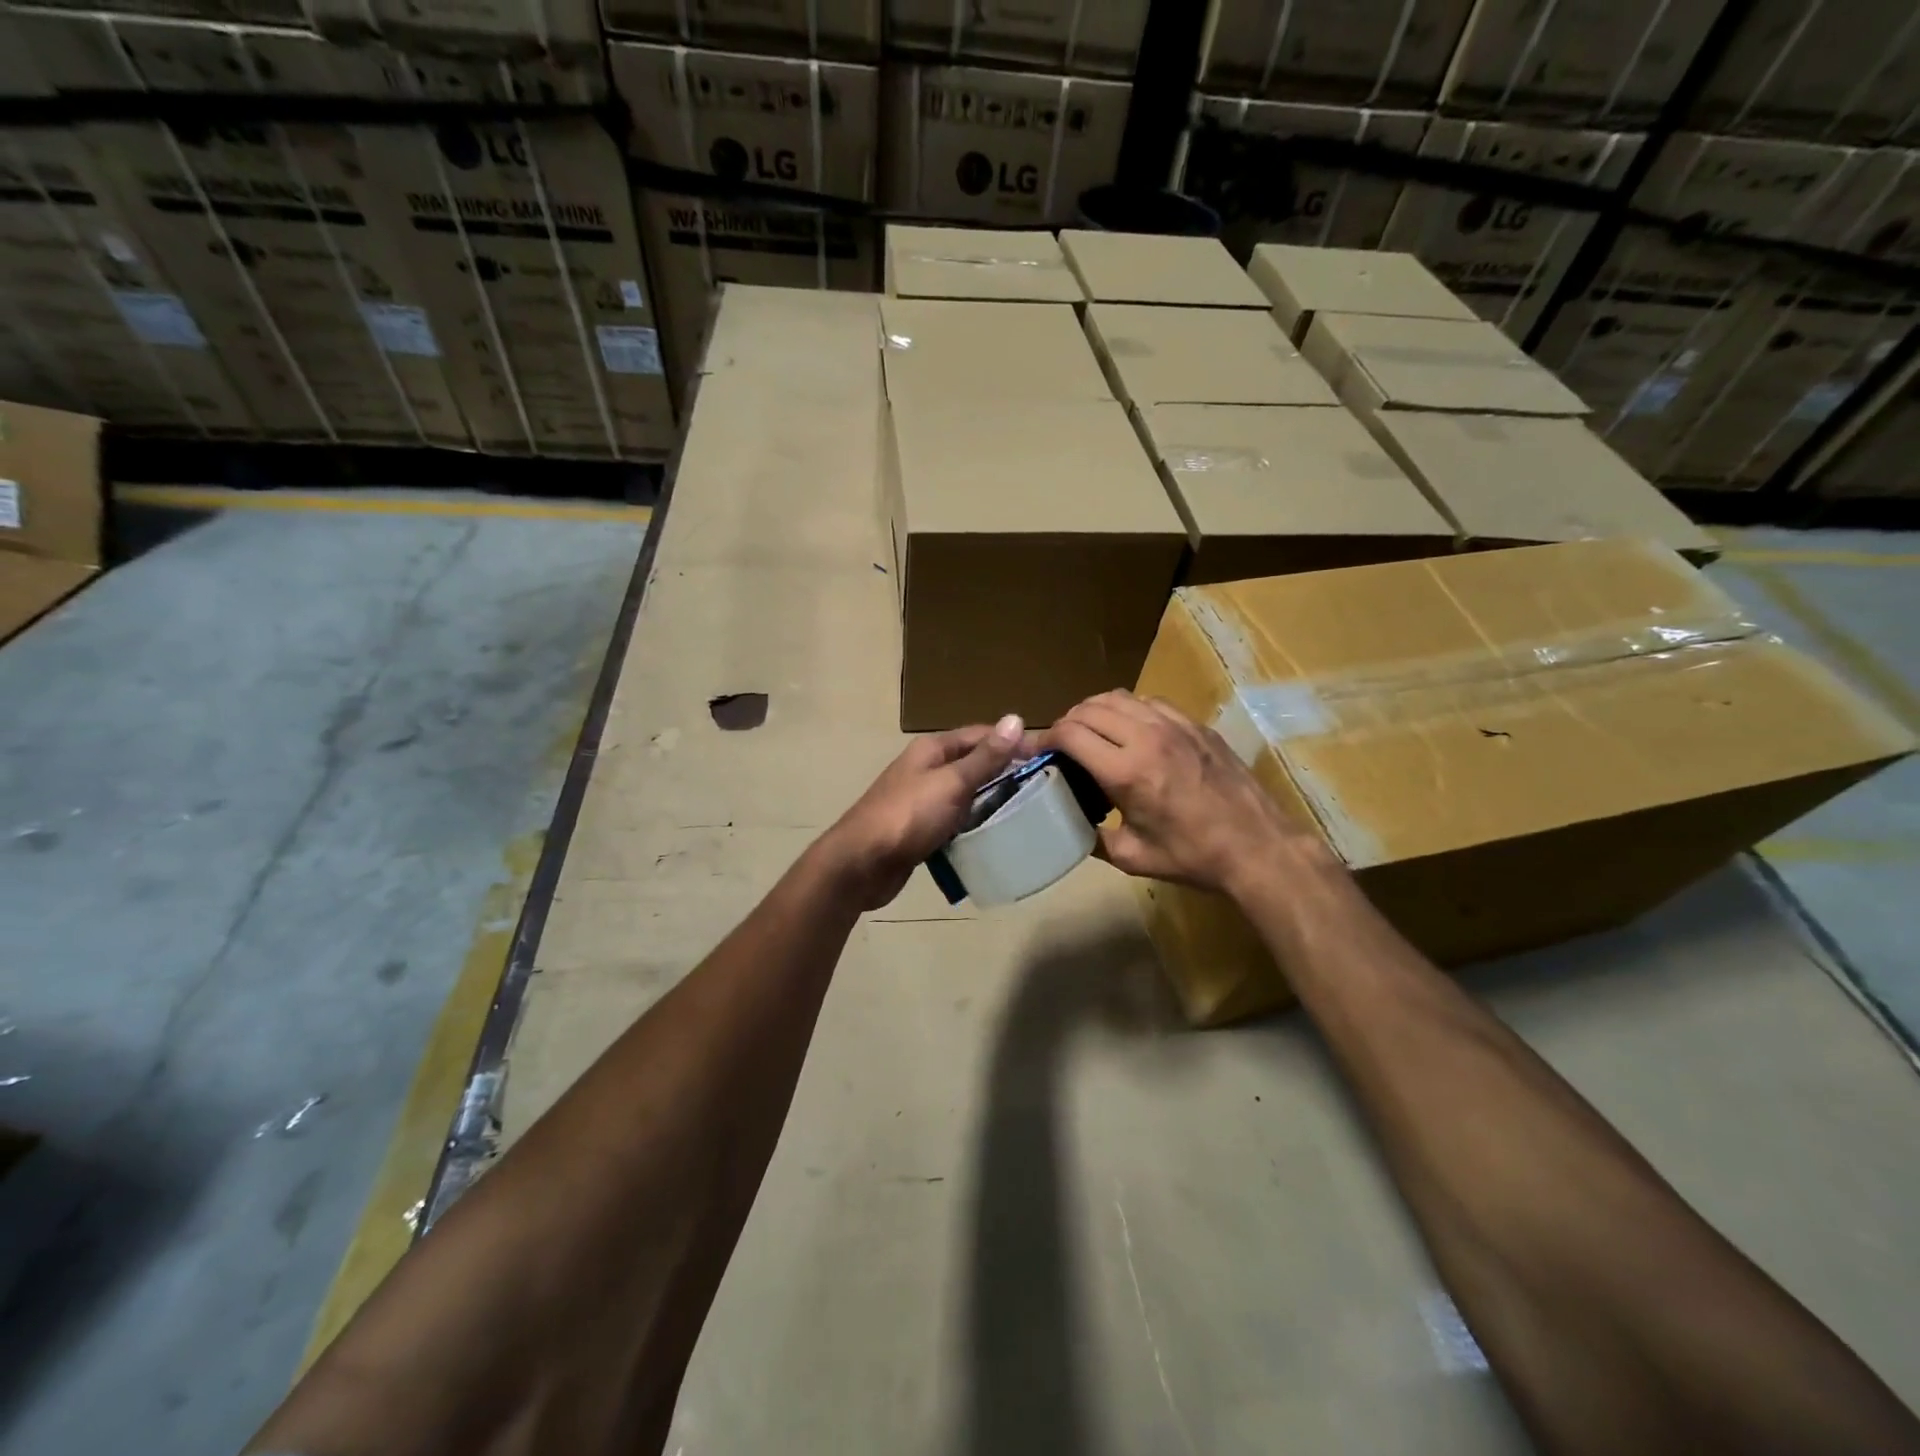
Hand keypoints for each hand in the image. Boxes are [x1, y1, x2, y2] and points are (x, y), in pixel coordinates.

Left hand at [819, 715, 1034, 908]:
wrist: (860, 864)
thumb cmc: (908, 816)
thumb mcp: (951, 783)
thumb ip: (984, 757)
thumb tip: (1016, 719)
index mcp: (932, 750)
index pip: (980, 735)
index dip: (1012, 742)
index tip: (1047, 757)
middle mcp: (925, 769)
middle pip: (972, 764)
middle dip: (1004, 773)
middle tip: (1043, 789)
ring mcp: (921, 800)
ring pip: (964, 794)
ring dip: (990, 801)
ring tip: (1026, 813)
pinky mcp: (919, 830)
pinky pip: (954, 821)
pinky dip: (972, 825)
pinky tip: (993, 836)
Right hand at [1043, 690, 1321, 896]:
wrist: (1258, 847)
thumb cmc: (1192, 857)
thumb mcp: (1133, 857)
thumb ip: (1094, 838)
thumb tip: (1070, 824)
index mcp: (1126, 772)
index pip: (1070, 733)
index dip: (1044, 738)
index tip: (1036, 750)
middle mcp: (1147, 738)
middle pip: (1089, 708)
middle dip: (1066, 722)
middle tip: (1060, 742)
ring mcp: (1175, 726)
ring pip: (1120, 697)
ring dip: (1095, 710)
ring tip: (1090, 729)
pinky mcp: (1196, 725)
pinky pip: (1151, 702)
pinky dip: (1129, 709)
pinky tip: (1130, 729)